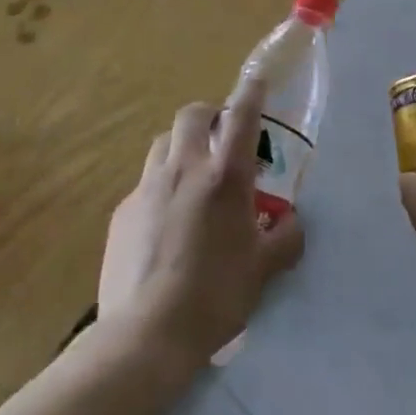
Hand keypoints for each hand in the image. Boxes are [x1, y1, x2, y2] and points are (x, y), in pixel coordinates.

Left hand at [96, 75, 305, 368]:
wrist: (146, 335)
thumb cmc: (214, 297)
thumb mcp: (263, 271)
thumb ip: (284, 240)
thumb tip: (292, 223)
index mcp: (225, 176)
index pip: (242, 116)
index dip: (252, 92)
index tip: (257, 79)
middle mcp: (185, 168)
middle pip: (192, 114)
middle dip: (209, 115)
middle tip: (220, 138)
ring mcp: (148, 186)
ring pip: (164, 142)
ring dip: (181, 146)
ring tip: (191, 175)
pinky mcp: (123, 210)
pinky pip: (145, 182)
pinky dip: (160, 186)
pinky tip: (165, 221)